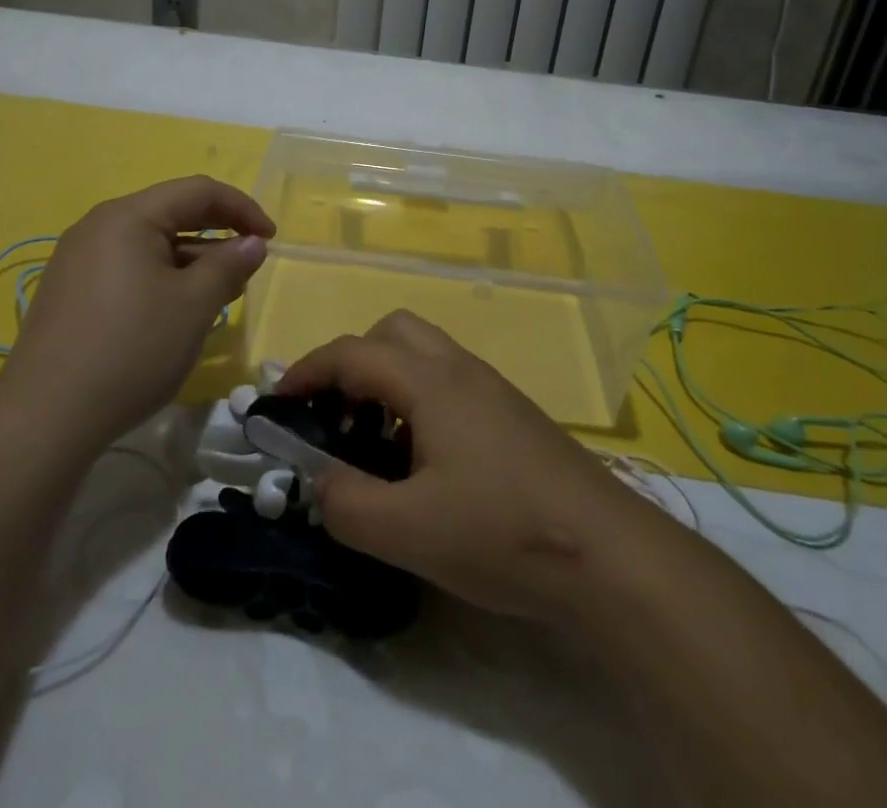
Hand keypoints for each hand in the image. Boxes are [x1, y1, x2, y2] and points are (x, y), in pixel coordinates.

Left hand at [0, 176, 274, 455]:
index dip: (241, 208)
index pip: (197, 191)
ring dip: (191, 259)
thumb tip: (252, 243)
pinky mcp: (69, 291)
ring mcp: (77, 259)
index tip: (271, 239)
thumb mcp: (194, 306)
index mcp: (128, 216)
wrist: (44, 418)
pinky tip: (175, 310)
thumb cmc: (131, 350)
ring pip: (149, 243)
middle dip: (217, 233)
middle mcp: (98, 226)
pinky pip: (127, 267)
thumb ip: (228, 265)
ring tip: (219, 292)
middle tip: (249, 263)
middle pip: (170, 213)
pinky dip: (162, 277)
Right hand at [279, 311, 653, 623]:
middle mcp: (459, 369)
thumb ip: (346, 502)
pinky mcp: (512, 413)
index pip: (352, 353)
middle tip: (337, 416)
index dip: (307, 370)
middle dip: (352, 363)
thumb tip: (317, 478)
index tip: (278, 401)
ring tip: (375, 442)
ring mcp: (491, 388)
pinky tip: (425, 462)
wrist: (608, 554)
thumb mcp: (408, 531)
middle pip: (391, 331)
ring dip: (386, 381)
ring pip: (423, 354)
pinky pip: (449, 381)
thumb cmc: (502, 533)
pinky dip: (418, 400)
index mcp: (430, 382)